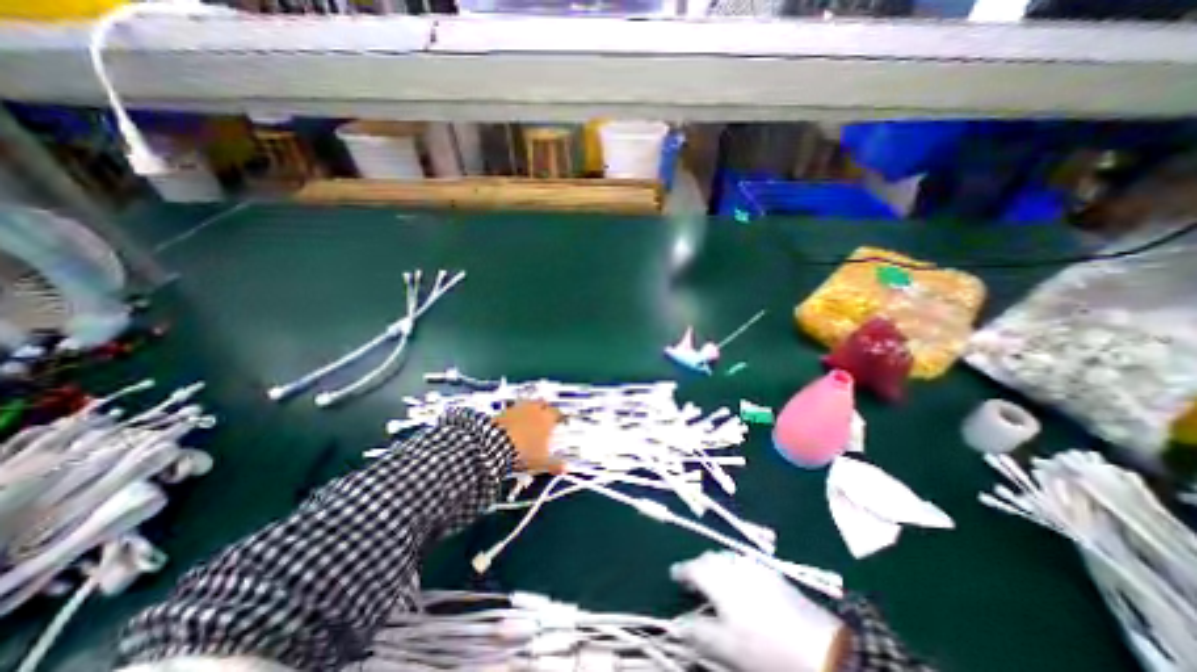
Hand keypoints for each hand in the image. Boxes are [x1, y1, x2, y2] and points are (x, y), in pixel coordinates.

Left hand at [499, 401, 567, 475]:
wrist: (496, 444)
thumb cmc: (524, 452)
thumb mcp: (541, 462)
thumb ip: (554, 464)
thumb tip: (567, 468)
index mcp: (547, 419)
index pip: (557, 413)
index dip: (560, 417)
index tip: (561, 421)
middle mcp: (535, 409)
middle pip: (543, 403)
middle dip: (545, 408)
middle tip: (545, 416)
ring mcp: (518, 408)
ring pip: (528, 403)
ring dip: (530, 409)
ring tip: (529, 418)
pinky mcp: (504, 410)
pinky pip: (513, 409)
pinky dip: (515, 414)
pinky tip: (514, 422)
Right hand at [669, 552, 845, 671]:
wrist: (821, 649)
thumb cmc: (768, 651)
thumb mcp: (729, 648)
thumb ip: (699, 632)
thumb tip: (678, 623)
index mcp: (720, 580)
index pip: (693, 568)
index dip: (682, 570)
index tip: (674, 575)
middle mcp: (734, 566)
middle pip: (710, 558)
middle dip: (699, 566)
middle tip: (694, 581)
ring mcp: (755, 566)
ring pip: (727, 558)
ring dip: (716, 565)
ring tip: (716, 582)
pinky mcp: (772, 572)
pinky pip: (744, 562)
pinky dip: (734, 567)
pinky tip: (742, 583)